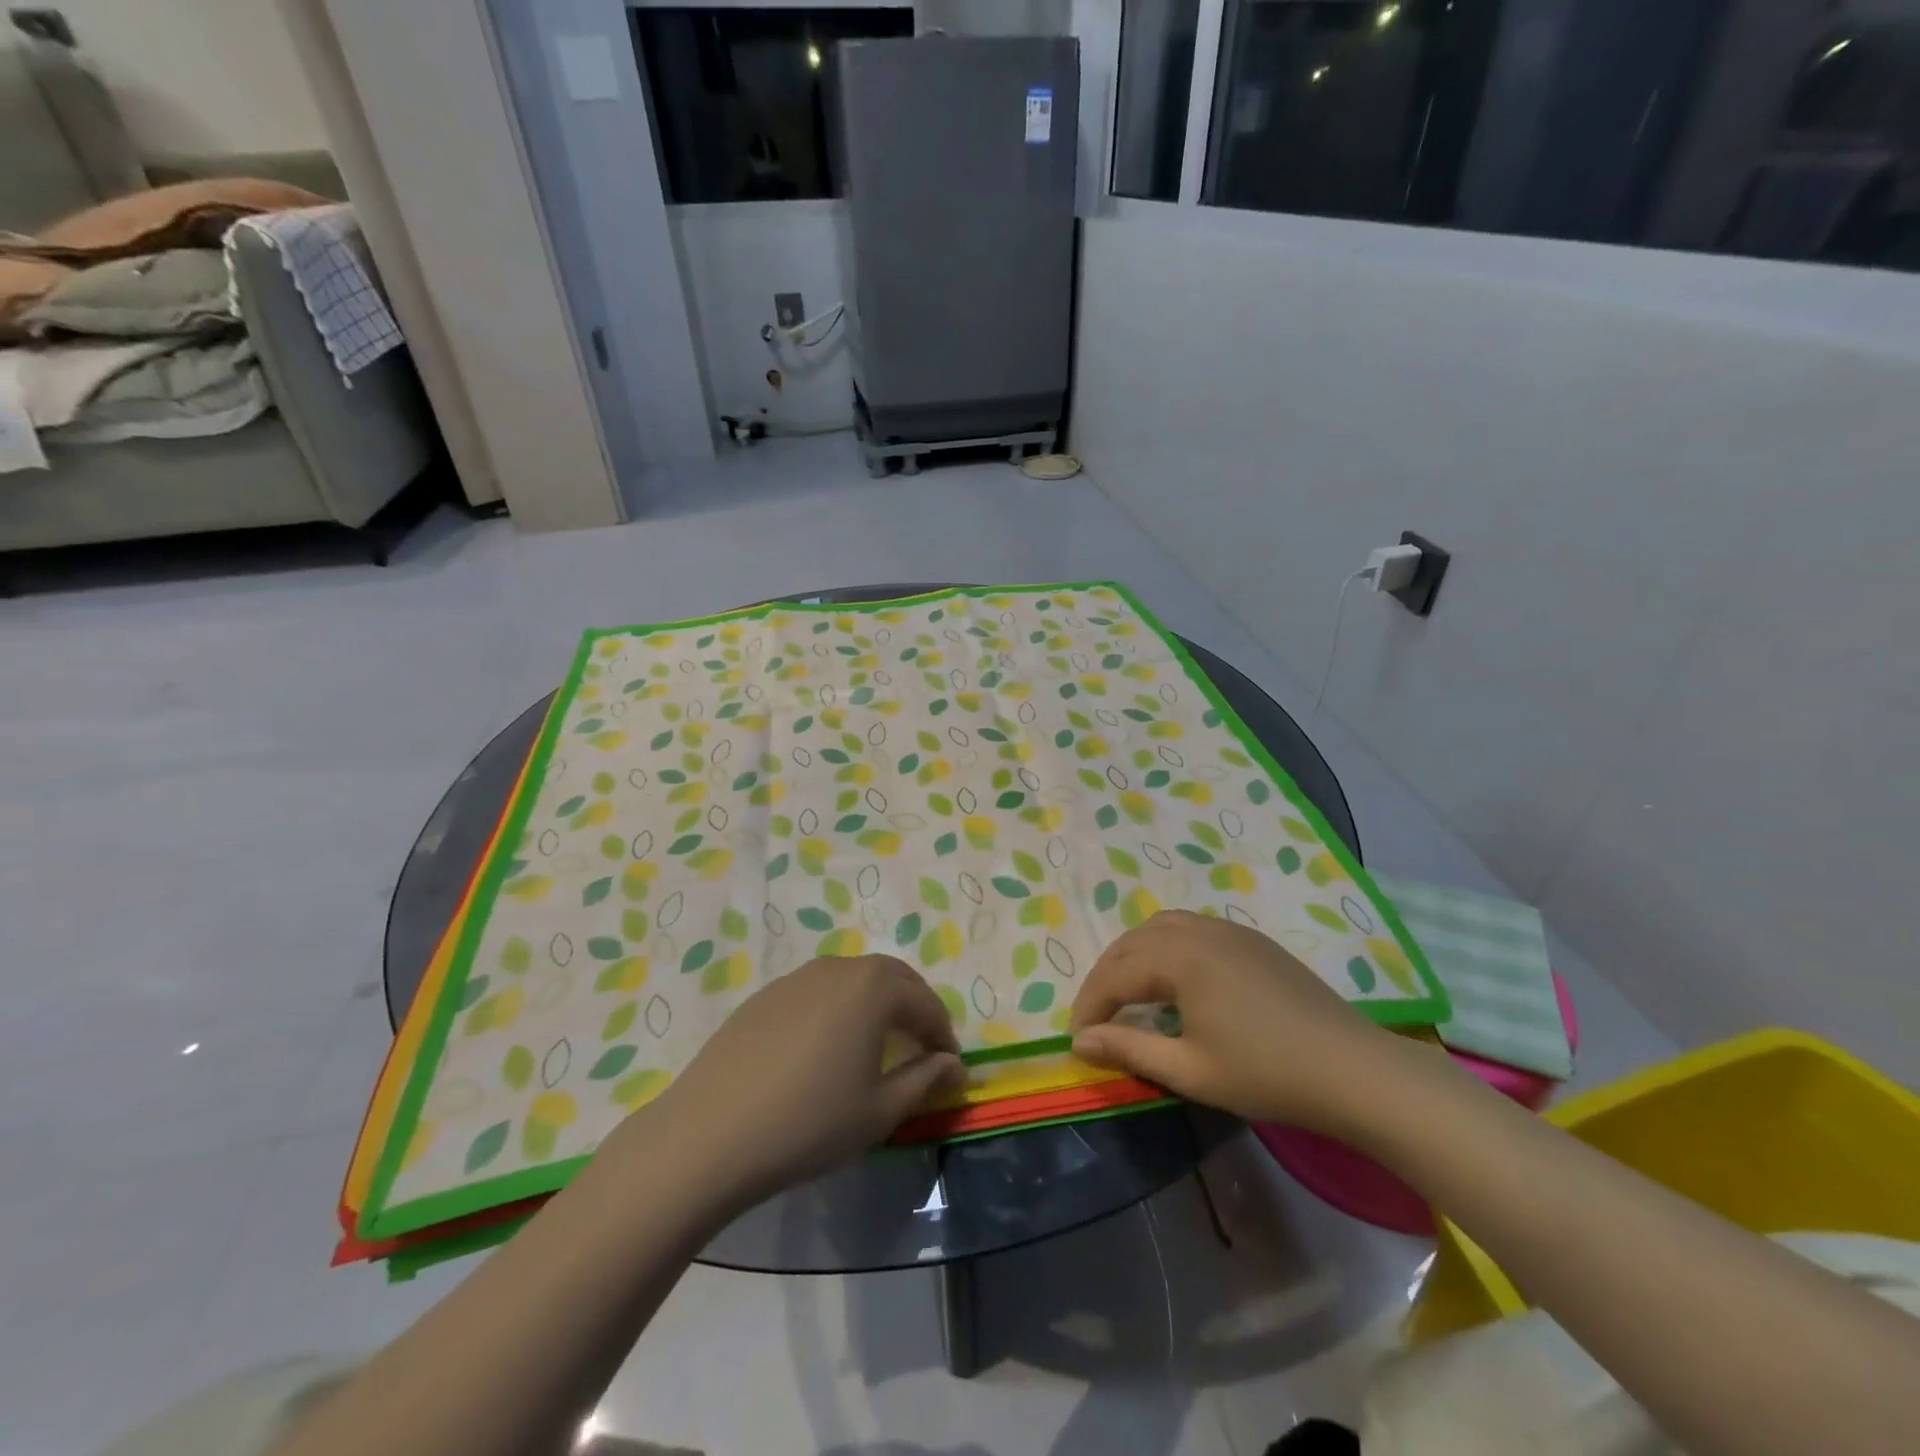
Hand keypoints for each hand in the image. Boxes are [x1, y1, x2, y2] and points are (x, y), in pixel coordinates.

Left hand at [616, 955, 962, 1211]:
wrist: (709, 1135)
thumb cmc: (808, 1123)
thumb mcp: (879, 1110)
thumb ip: (925, 1080)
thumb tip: (955, 1066)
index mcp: (873, 988)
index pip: (925, 1003)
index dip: (943, 1035)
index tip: (949, 1067)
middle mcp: (838, 968)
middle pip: (892, 978)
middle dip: (914, 1008)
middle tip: (922, 1047)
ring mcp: (797, 977)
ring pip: (853, 980)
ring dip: (877, 1003)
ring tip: (878, 1044)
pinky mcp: (765, 995)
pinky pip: (818, 991)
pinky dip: (839, 1008)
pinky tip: (827, 1047)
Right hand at [1069, 910, 1413, 1138]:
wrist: (1355, 1070)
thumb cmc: (1267, 1074)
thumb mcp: (1190, 1070)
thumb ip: (1129, 1048)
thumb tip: (1078, 1042)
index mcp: (1180, 956)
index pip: (1115, 975)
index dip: (1090, 1007)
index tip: (1076, 1040)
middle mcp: (1198, 930)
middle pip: (1133, 943)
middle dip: (1106, 977)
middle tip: (1095, 1018)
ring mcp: (1229, 930)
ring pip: (1161, 928)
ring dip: (1133, 956)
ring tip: (1126, 992)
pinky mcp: (1252, 940)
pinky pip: (1191, 929)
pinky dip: (1165, 948)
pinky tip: (1173, 979)